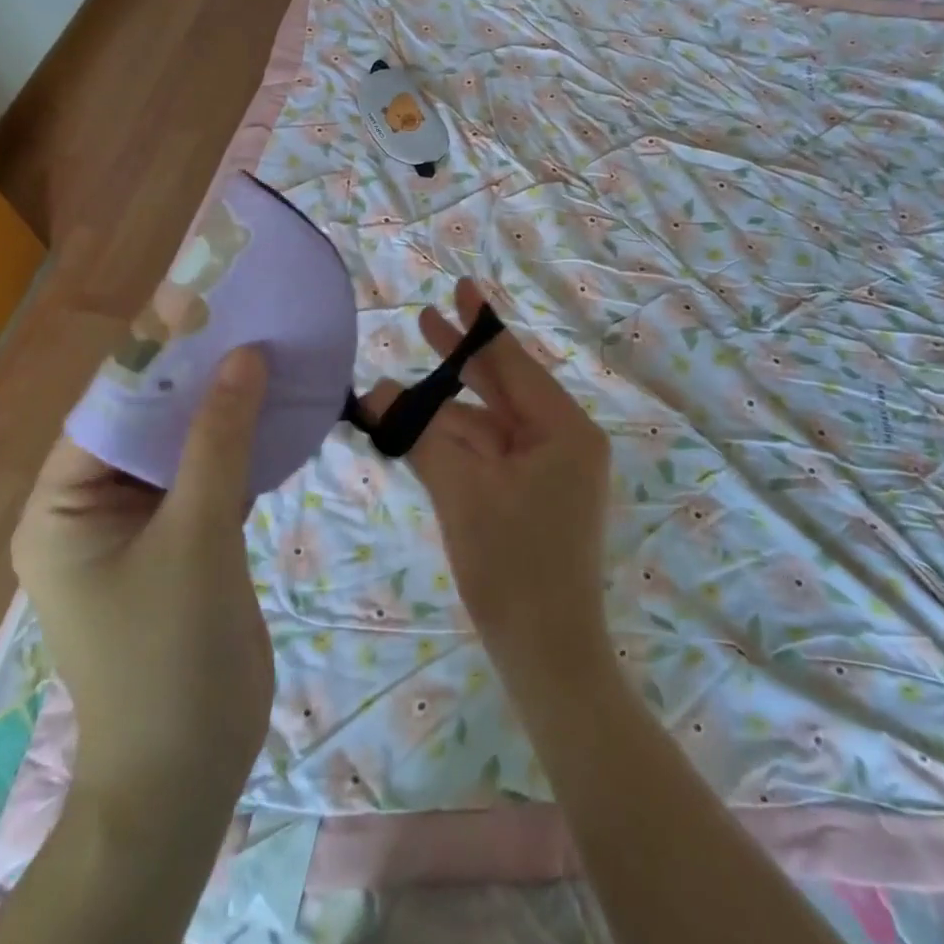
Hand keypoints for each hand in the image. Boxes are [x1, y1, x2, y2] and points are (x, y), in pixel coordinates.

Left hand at [11, 347, 273, 805]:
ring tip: (266, 355)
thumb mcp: (195, 534)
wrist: (189, 768)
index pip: (108, 407)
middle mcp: (90, 510)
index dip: (156, 355)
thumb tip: (245, 356)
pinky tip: (274, 415)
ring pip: (180, 450)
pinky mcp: (179, 547)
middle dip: (194, 379)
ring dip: (219, 411)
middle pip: (145, 424)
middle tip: (246, 322)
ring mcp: (137, 530)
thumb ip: (218, 440)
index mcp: (62, 506)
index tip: (205, 304)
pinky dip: (235, 450)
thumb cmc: (170, 651)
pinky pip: (203, 480)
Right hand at [363, 278, 612, 686]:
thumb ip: (422, 435)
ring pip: (490, 423)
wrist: (547, 657)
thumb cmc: (511, 568)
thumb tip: (379, 394)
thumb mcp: (462, 491)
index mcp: (564, 429)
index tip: (460, 286)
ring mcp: (550, 469)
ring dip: (445, 410)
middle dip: (460, 360)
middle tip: (424, 320)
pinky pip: (491, 453)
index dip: (481, 326)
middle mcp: (564, 440)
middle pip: (504, 387)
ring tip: (393, 392)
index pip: (514, 364)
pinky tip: (416, 429)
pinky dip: (456, 442)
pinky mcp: (534, 494)